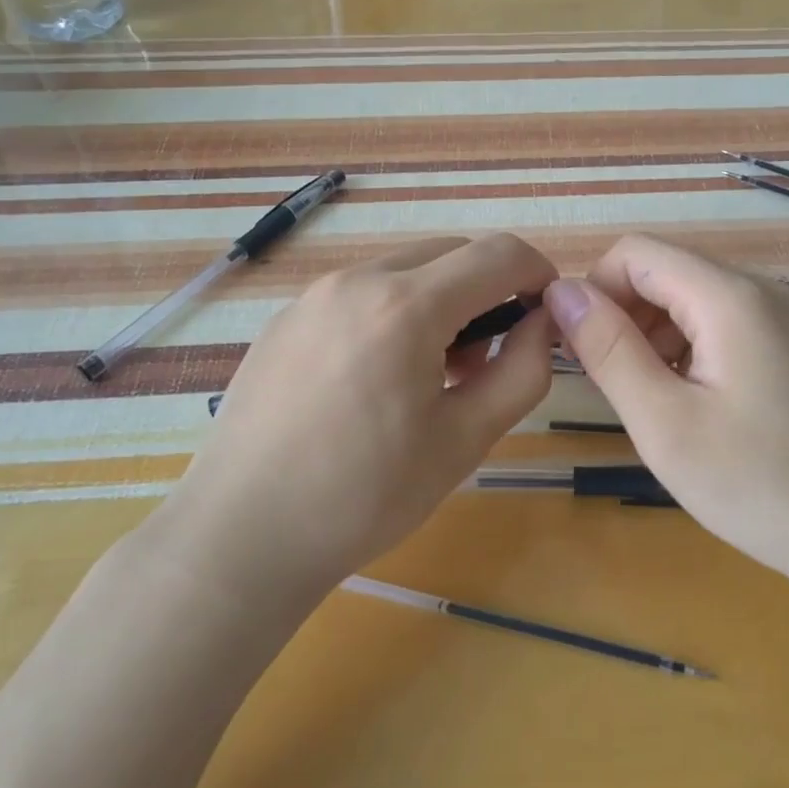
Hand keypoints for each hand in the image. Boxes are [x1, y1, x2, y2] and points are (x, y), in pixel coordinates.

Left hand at [167, 234, 556, 600]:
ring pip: (405, 269)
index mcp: (406, 306)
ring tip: (432, 372)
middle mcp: (358, 279)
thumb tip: (544, 322)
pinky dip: (393, 311)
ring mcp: (314, 294)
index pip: (498, 253)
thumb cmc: (365, 496)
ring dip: (440, 300)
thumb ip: (522, 370)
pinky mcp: (287, 316)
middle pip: (451, 252)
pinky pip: (361, 291)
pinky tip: (377, 378)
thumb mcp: (465, 439)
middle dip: (488, 288)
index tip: (547, 315)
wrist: (242, 535)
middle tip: (487, 357)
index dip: (537, 274)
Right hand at [543, 235, 788, 598]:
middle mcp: (762, 290)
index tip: (579, 350)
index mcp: (730, 295)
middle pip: (666, 272)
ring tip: (651, 402)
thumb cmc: (763, 486)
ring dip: (654, 336)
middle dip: (624, 315)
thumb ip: (608, 348)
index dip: (594, 290)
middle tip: (613, 386)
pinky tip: (692, 405)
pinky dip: (689, 350)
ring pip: (692, 299)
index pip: (635, 252)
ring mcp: (785, 318)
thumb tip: (561, 291)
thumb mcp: (665, 423)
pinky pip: (724, 325)